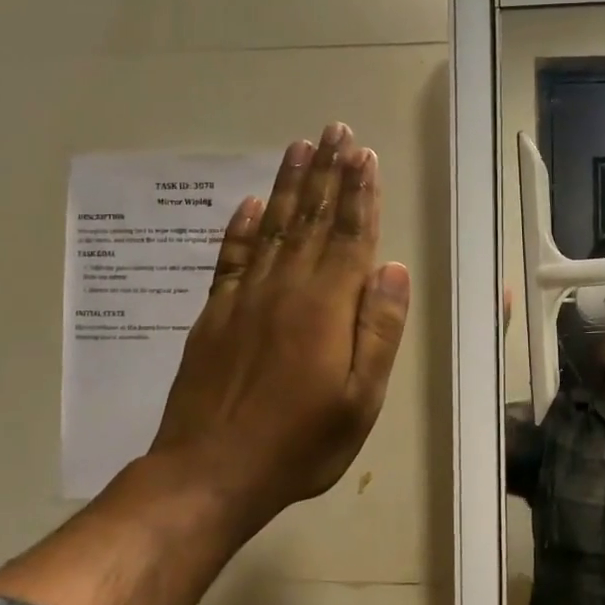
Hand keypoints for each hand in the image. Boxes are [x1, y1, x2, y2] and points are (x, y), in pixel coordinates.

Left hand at [148, 123, 410, 541]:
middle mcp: (285, 288)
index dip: (360, 194)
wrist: (209, 473)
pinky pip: (231, 257)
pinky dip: (242, 227)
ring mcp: (244, 298)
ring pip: (273, 227)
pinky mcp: (214, 314)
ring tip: (300, 147)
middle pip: (312, 219)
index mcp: (326, 306)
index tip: (365, 155)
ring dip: (289, 186)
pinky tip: (251, 204)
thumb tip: (394, 268)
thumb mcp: (361, 398)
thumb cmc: (301, 442)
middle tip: (335, 130)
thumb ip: (379, 329)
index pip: (350, 236)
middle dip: (327, 173)